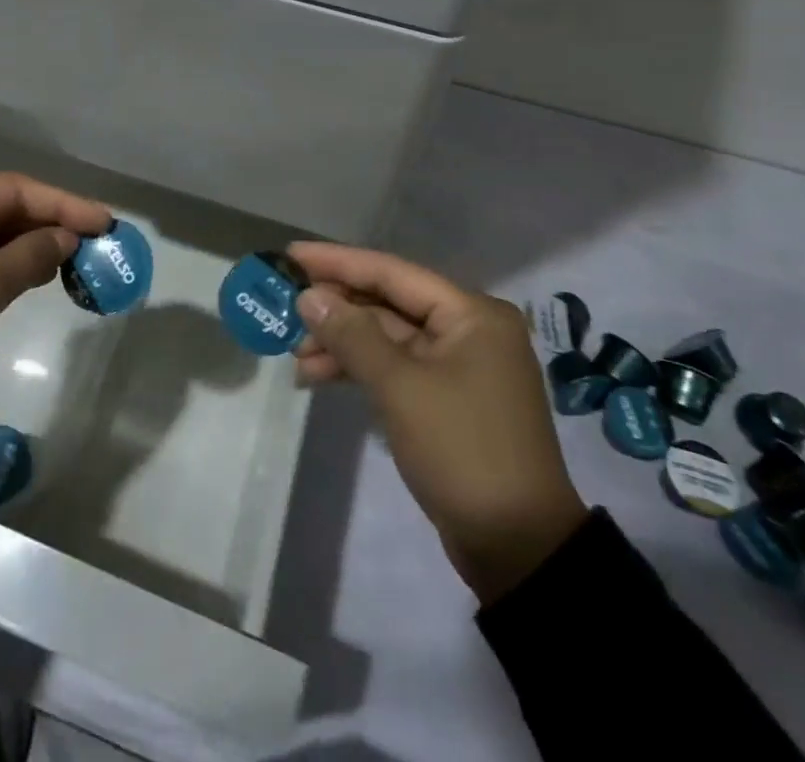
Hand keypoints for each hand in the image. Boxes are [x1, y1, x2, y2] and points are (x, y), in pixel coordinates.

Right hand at [289, 243, 588, 605]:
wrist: (519, 548)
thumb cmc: (463, 451)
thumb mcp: (401, 388)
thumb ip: (352, 335)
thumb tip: (309, 296)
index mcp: (471, 313)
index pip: (392, 272)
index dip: (337, 262)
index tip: (291, 255)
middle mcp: (468, 329)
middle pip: (389, 303)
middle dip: (336, 309)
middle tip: (285, 309)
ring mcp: (459, 365)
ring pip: (388, 337)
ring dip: (342, 343)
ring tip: (295, 356)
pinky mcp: (447, 399)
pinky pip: (395, 367)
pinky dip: (360, 369)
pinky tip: (319, 377)